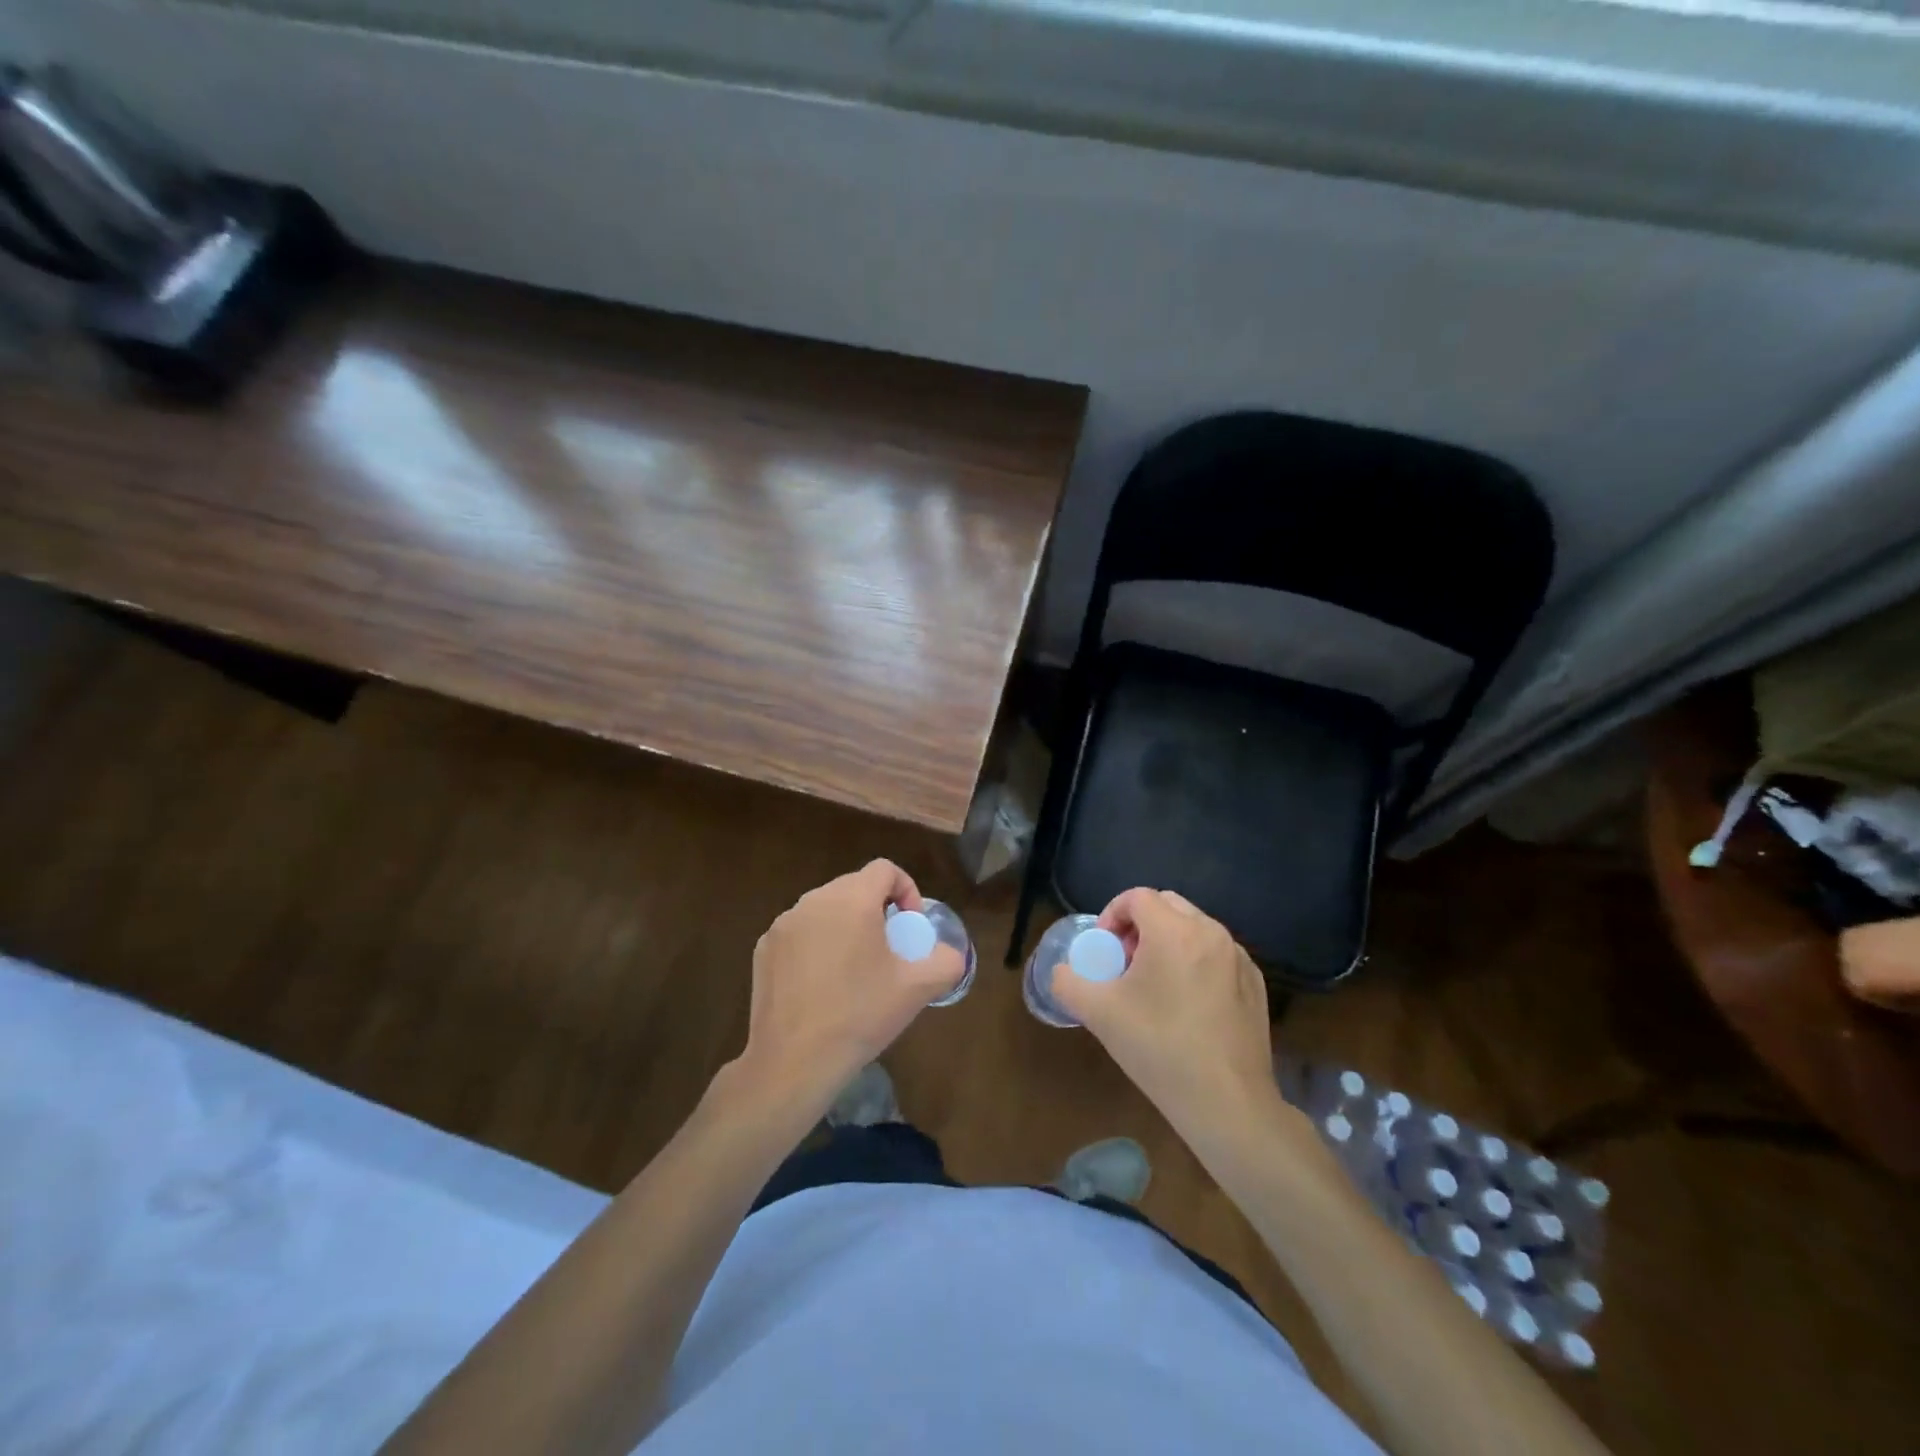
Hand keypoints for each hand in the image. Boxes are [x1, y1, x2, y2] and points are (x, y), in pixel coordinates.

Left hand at [730, 860, 964, 1117]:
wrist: (794, 1061)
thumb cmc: (860, 1015)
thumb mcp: (917, 989)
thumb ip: (945, 961)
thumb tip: (950, 954)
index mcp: (852, 900)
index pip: (884, 869)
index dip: (906, 889)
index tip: (910, 926)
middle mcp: (814, 901)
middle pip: (853, 886)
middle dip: (876, 909)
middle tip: (887, 948)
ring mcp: (783, 925)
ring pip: (824, 909)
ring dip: (845, 926)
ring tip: (854, 967)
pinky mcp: (764, 949)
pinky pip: (799, 932)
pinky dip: (815, 945)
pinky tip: (821, 984)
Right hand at [1051, 888, 1280, 1146]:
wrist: (1226, 1102)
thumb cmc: (1158, 1048)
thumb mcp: (1098, 1013)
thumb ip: (1068, 982)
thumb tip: (1062, 972)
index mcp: (1174, 931)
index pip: (1137, 897)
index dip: (1112, 915)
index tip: (1104, 949)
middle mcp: (1211, 933)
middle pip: (1167, 906)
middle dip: (1140, 926)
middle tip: (1126, 964)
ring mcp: (1239, 958)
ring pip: (1194, 930)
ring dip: (1168, 943)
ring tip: (1154, 986)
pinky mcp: (1255, 983)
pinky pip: (1217, 955)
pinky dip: (1195, 963)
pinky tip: (1187, 1006)